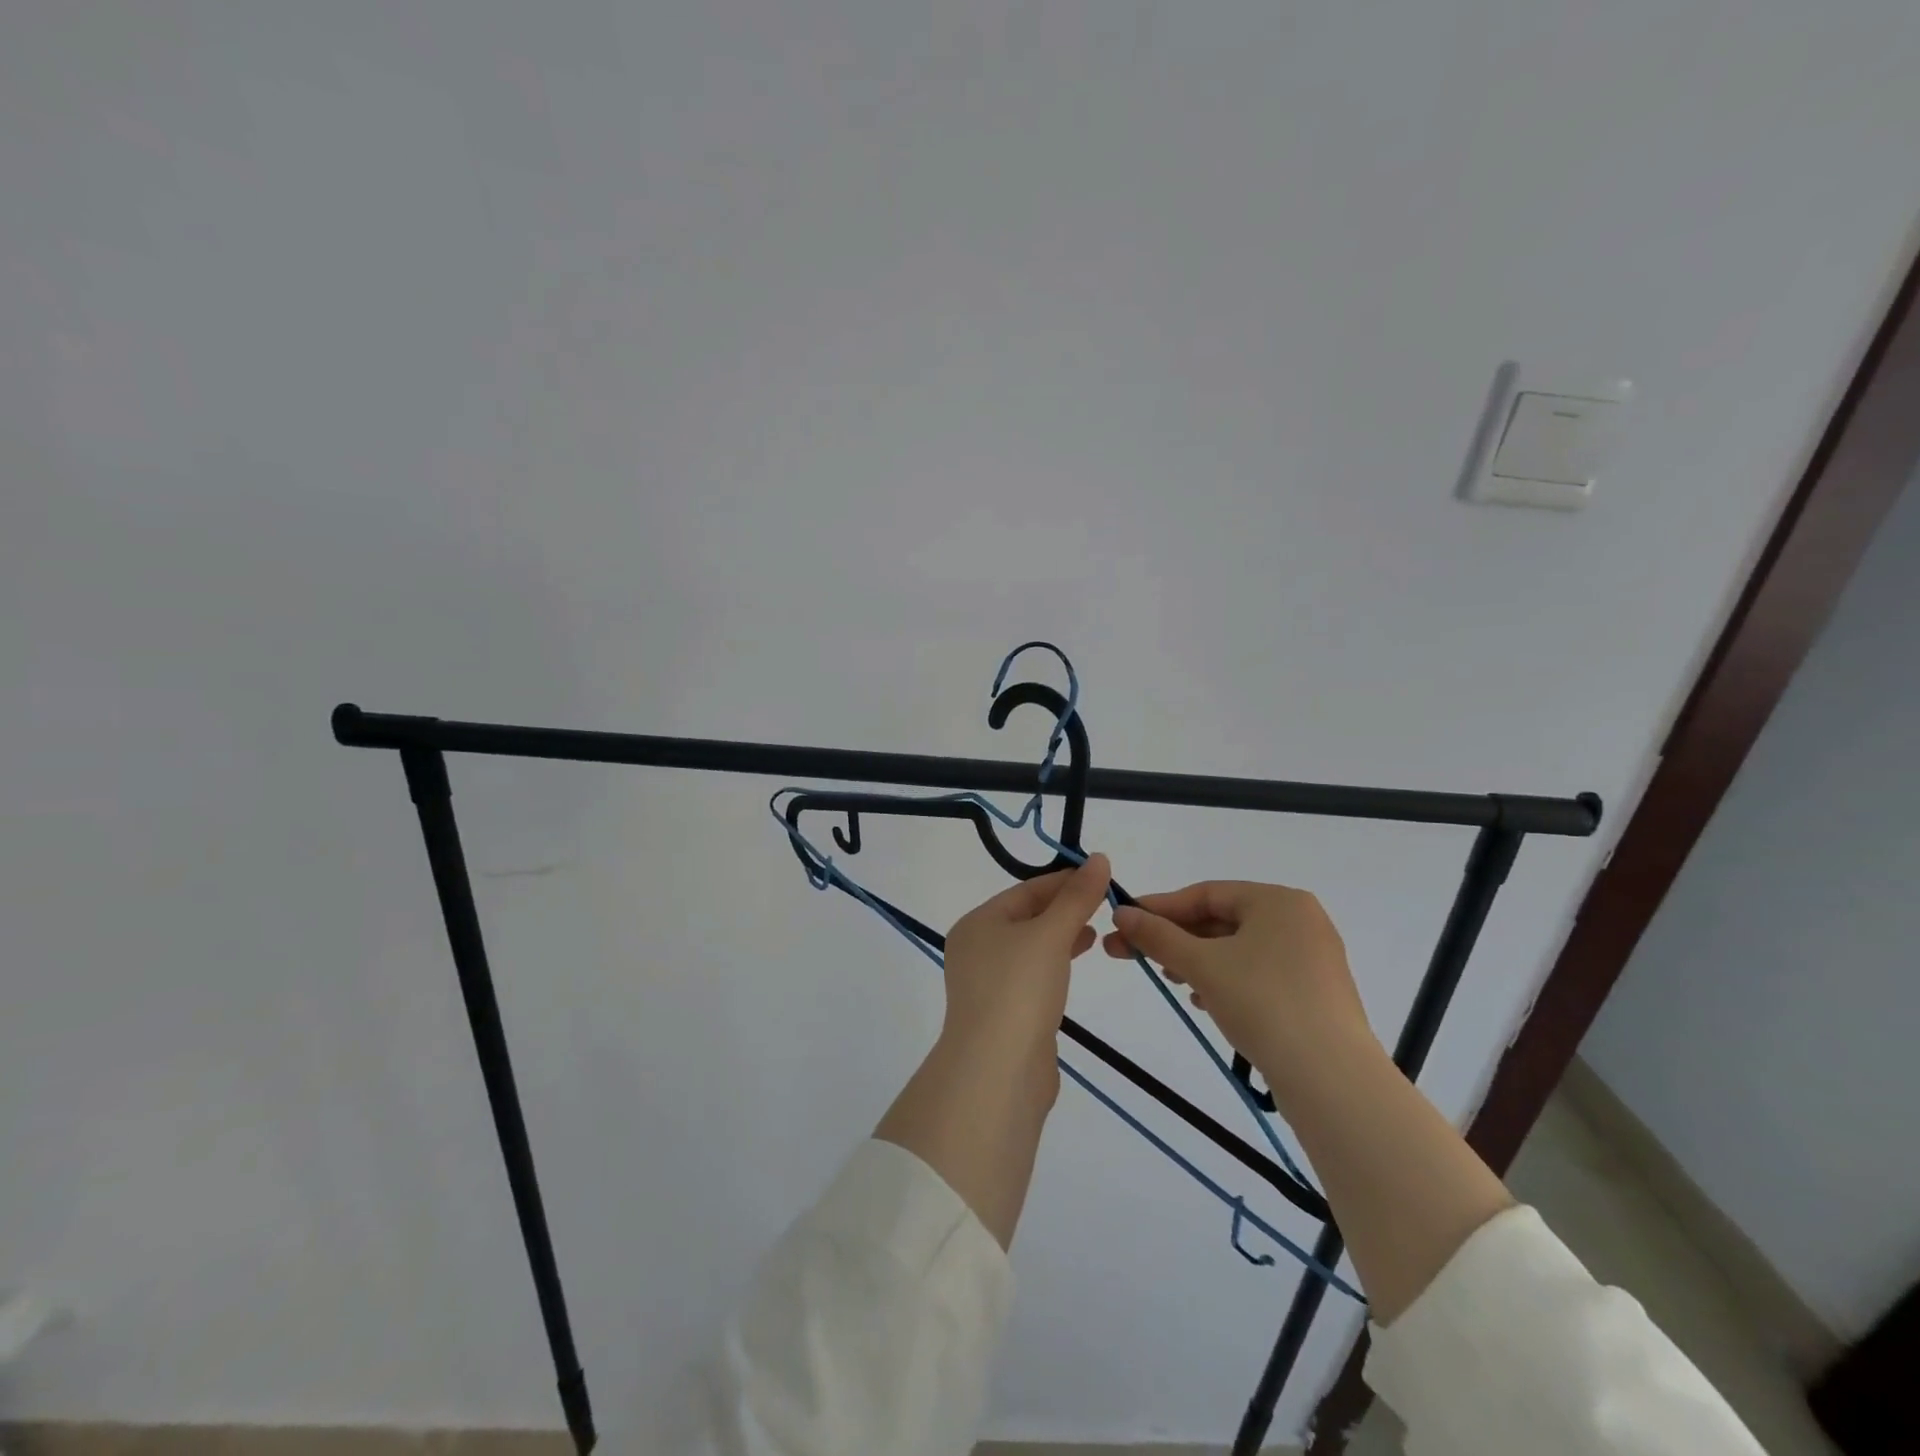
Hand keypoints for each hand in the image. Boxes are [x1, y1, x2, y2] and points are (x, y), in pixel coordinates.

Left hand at [942, 853, 1110, 1060]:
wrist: (997, 1070)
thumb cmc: (1019, 989)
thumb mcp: (1051, 935)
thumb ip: (1076, 898)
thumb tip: (1099, 859)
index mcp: (978, 923)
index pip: (1026, 890)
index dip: (1064, 882)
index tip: (1101, 877)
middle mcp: (976, 949)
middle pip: (1026, 917)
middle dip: (1064, 909)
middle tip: (1104, 904)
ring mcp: (988, 983)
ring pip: (1030, 948)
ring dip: (1062, 936)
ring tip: (1096, 931)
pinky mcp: (1004, 1013)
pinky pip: (1032, 977)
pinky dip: (1055, 965)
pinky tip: (1077, 964)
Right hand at [1104, 880, 1378, 1107]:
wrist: (1331, 1079)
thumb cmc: (1263, 1002)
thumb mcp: (1201, 964)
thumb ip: (1158, 935)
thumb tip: (1121, 914)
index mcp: (1278, 901)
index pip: (1206, 894)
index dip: (1160, 908)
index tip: (1123, 922)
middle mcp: (1300, 921)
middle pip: (1222, 921)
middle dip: (1175, 939)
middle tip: (1133, 955)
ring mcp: (1311, 959)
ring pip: (1239, 950)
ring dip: (1197, 961)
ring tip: (1170, 980)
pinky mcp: (1314, 994)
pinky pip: (1259, 974)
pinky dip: (1226, 981)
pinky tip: (1205, 1002)